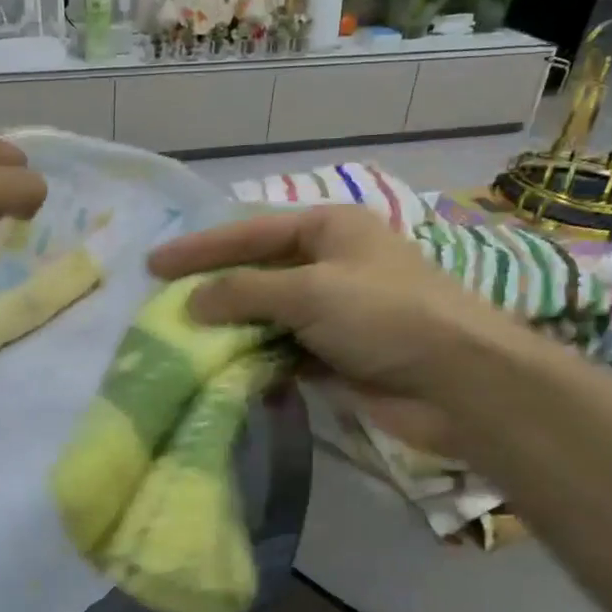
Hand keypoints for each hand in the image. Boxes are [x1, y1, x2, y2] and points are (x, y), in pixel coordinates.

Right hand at [148, 206, 539, 454]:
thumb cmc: (386, 316)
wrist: (458, 383)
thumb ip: (245, 292)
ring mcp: (332, 313)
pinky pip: (282, 354)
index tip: (153, 265)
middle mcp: (329, 264)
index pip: (250, 232)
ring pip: (266, 317)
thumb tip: (192, 303)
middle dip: (213, 291)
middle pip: (256, 273)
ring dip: (231, 332)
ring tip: (184, 345)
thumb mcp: (311, 291)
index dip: (200, 248)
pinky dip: (257, 363)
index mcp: (329, 229)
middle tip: (161, 307)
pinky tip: (228, 374)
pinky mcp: (334, 356)